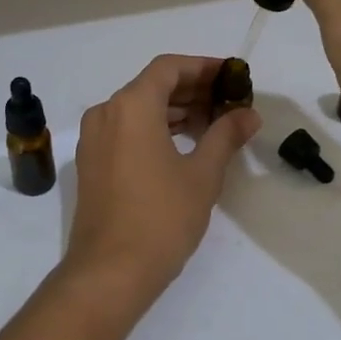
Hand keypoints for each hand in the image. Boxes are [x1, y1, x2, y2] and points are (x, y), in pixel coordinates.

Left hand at [63, 55, 259, 306]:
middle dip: (192, 90)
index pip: (169, 68)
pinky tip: (183, 145)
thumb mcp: (202, 174)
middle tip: (229, 101)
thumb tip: (249, 114)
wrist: (110, 272)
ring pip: (137, 109)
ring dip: (174, 110)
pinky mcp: (91, 164)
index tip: (232, 76)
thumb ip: (225, 135)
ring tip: (213, 123)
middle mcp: (106, 113)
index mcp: (130, 106)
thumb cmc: (161, 217)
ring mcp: (93, 140)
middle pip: (152, 86)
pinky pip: (125, 130)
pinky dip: (154, 129)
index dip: (203, 67)